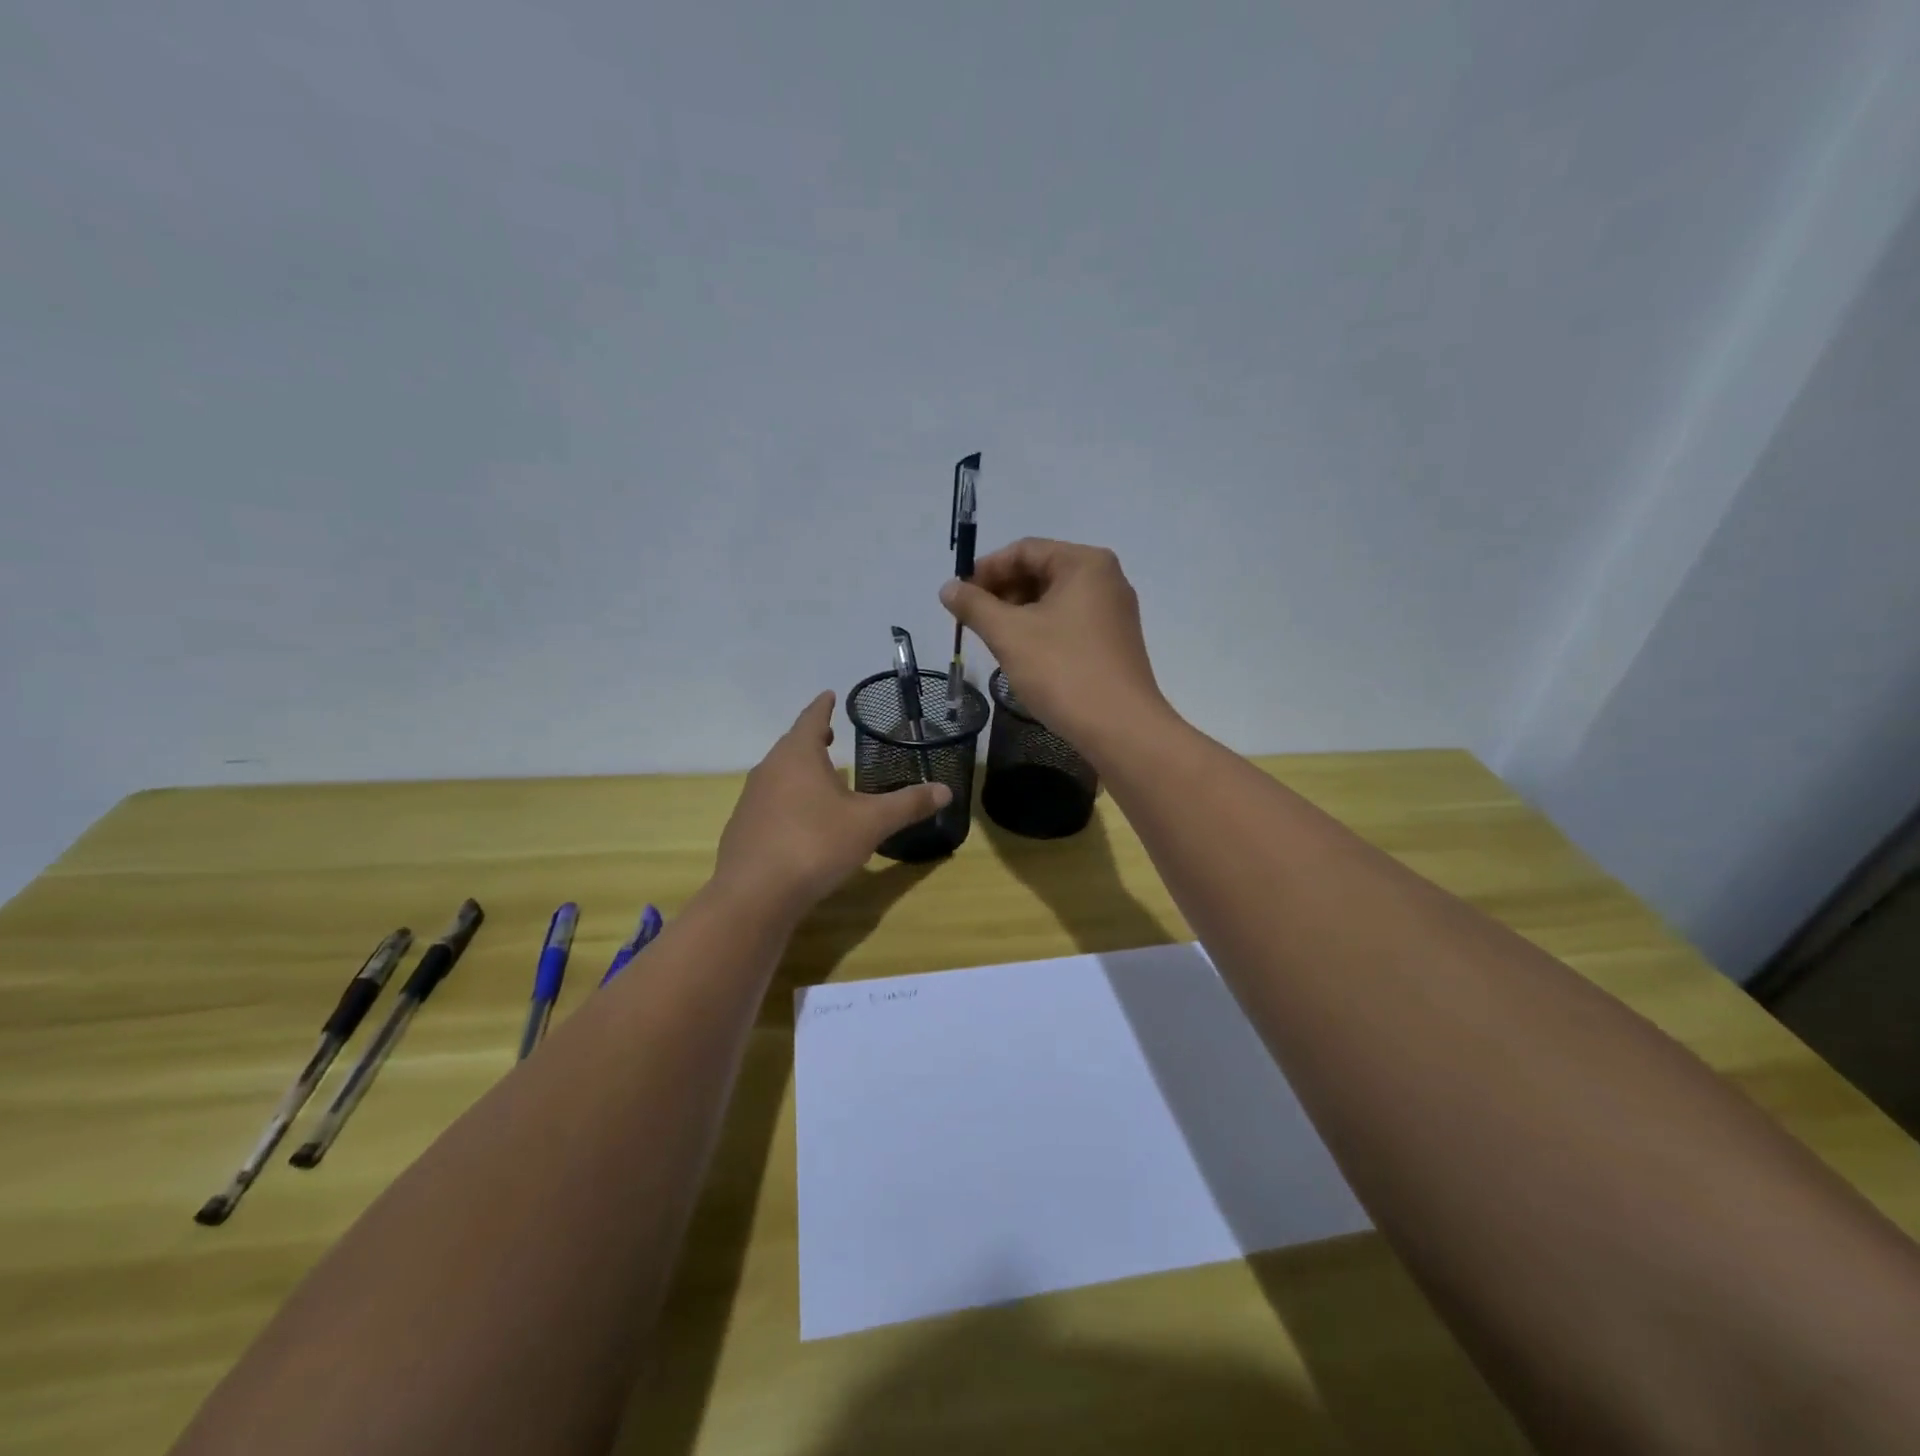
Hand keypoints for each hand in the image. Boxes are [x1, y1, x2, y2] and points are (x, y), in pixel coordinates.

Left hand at [712, 692, 951, 917]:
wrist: (754, 895)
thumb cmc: (815, 844)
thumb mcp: (870, 823)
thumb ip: (908, 804)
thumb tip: (946, 790)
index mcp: (798, 756)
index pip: (811, 719)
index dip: (823, 707)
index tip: (829, 695)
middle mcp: (769, 770)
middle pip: (792, 746)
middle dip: (813, 739)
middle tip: (831, 735)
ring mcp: (751, 800)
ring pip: (780, 775)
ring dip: (800, 771)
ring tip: (822, 778)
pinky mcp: (743, 830)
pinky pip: (770, 803)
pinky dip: (789, 801)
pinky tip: (803, 821)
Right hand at [941, 539, 1171, 760]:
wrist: (1120, 728)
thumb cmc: (1062, 671)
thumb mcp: (1009, 635)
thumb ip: (974, 606)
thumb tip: (948, 588)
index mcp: (1084, 563)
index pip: (1024, 550)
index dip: (985, 570)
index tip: (958, 596)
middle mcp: (1106, 579)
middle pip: (1041, 572)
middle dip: (1002, 593)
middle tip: (972, 620)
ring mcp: (1114, 612)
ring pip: (1054, 600)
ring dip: (1018, 613)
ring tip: (993, 639)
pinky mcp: (1114, 642)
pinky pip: (1069, 622)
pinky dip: (1041, 630)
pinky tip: (1022, 654)